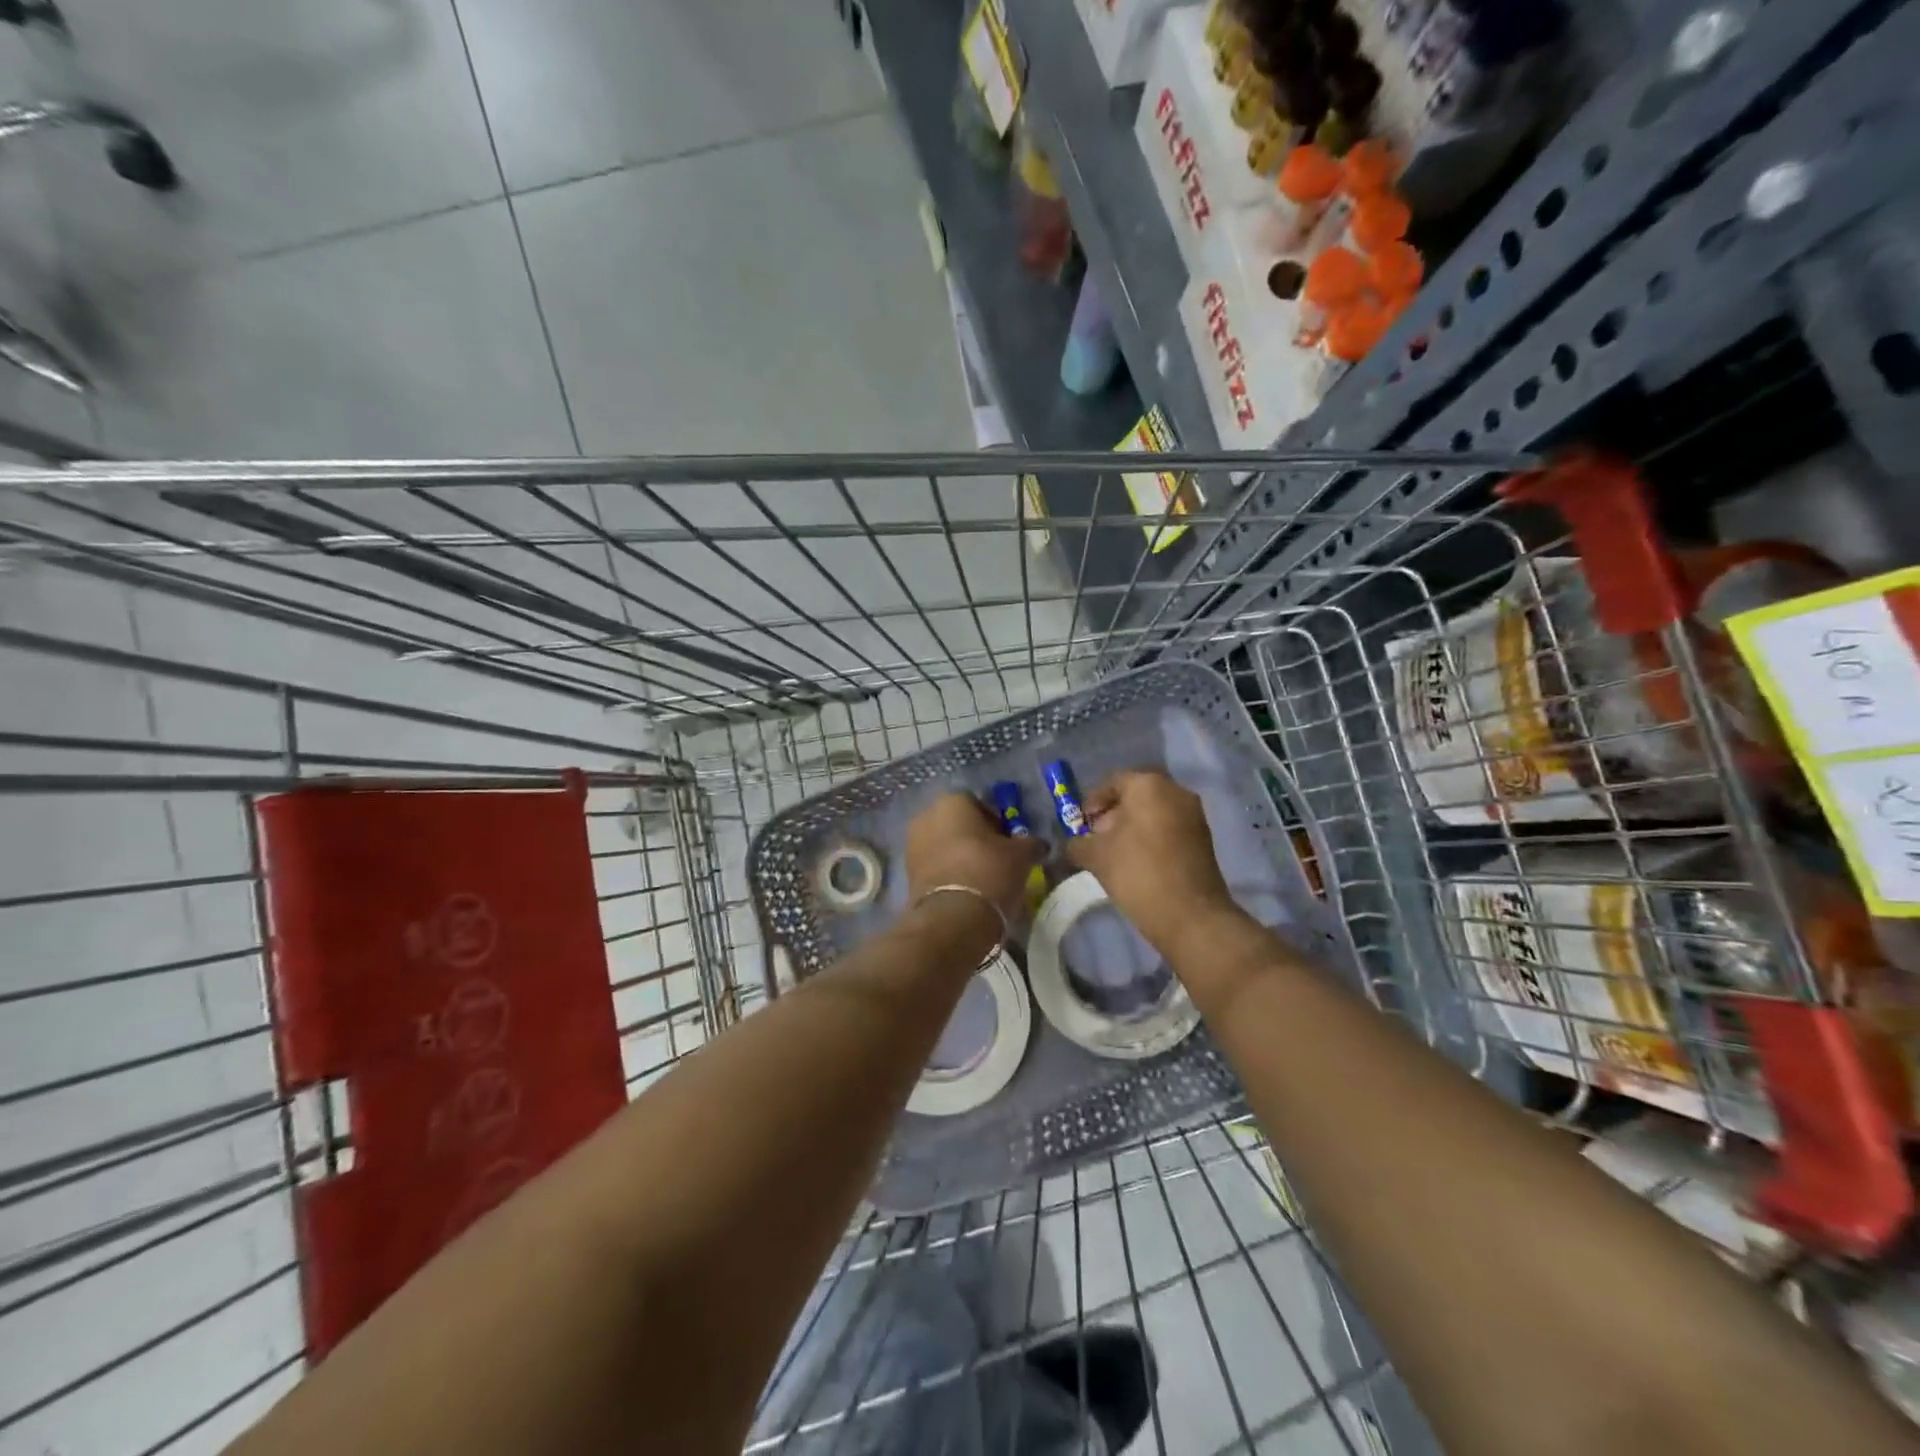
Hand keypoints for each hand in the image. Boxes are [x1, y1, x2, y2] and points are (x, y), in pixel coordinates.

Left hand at [905, 792, 1040, 920]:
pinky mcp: (907, 873)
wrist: (953, 918)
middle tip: (997, 860)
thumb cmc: (989, 872)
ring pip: (944, 845)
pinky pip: (935, 866)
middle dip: (976, 838)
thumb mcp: (1021, 856)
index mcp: (952, 801)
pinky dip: (949, 873)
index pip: (979, 804)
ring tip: (983, 878)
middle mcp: (926, 816)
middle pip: (958, 824)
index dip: (997, 822)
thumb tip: (1038, 844)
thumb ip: (1030, 844)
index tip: (1009, 843)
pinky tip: (966, 890)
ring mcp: (912, 845)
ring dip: (961, 856)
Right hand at [1067, 770, 1238, 957]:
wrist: (1190, 915)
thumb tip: (1074, 844)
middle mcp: (1175, 791)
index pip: (1113, 782)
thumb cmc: (1137, 873)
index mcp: (1148, 785)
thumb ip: (1078, 843)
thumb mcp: (1095, 856)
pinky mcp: (1203, 839)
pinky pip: (1169, 828)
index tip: (1080, 824)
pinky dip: (1151, 838)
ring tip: (1114, 854)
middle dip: (1113, 814)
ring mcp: (1194, 815)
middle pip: (1136, 796)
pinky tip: (1137, 862)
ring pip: (1154, 812)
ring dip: (1132, 827)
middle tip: (1095, 838)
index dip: (1092, 802)